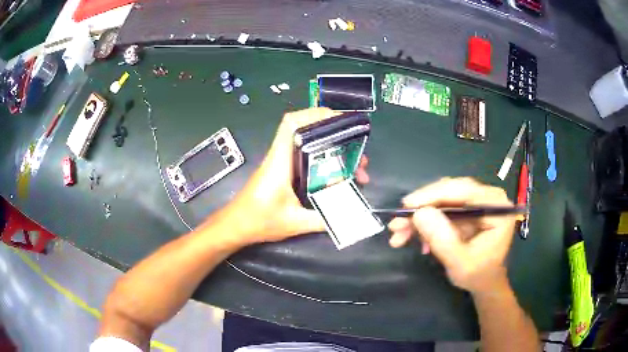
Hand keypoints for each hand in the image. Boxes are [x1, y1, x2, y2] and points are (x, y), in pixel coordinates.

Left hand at [213, 108, 369, 246]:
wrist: (235, 226)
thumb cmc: (258, 221)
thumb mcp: (294, 223)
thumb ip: (323, 219)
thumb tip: (349, 215)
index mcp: (280, 161)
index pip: (292, 123)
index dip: (314, 114)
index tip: (339, 120)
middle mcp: (280, 156)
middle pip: (306, 131)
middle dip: (335, 136)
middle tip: (358, 154)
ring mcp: (281, 163)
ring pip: (309, 145)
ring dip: (332, 149)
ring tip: (355, 168)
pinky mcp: (283, 172)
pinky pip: (306, 157)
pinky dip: (324, 160)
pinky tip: (338, 175)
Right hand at [387, 177, 515, 293]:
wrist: (484, 282)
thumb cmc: (478, 275)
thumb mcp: (460, 262)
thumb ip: (442, 239)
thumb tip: (419, 213)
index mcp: (496, 206)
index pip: (464, 191)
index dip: (433, 195)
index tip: (407, 206)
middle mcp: (487, 197)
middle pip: (450, 192)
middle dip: (422, 208)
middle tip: (397, 222)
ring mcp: (476, 202)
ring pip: (442, 200)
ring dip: (419, 216)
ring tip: (398, 233)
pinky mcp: (465, 209)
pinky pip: (441, 209)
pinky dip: (424, 222)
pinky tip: (412, 237)